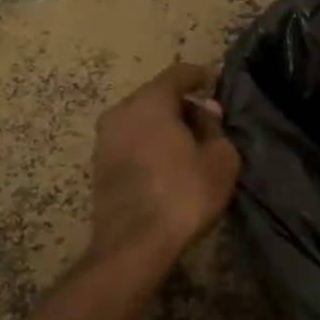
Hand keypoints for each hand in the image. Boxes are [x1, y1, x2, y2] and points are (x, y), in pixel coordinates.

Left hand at [88, 64, 240, 273]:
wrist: (134, 245)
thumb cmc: (183, 193)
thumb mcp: (220, 159)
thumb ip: (216, 128)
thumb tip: (206, 113)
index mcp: (150, 100)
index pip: (178, 74)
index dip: (199, 76)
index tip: (214, 82)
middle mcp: (121, 112)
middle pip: (157, 97)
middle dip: (184, 106)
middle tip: (209, 124)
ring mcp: (104, 140)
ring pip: (141, 121)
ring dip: (165, 128)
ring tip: (190, 148)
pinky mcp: (98, 167)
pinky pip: (131, 143)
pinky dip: (150, 146)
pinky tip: (169, 167)